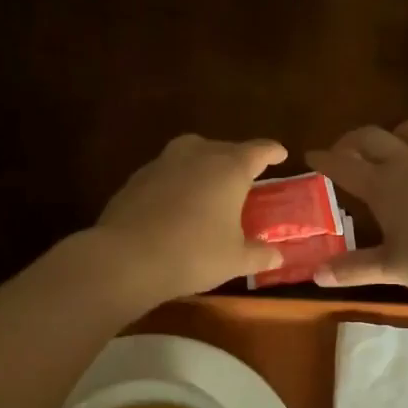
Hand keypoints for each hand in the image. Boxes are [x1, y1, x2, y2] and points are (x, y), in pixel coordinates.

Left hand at [91, 133, 288, 302]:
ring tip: (209, 185)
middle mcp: (197, 155)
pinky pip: (166, 172)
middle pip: (223, 148)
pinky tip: (176, 203)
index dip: (272, 151)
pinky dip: (177, 181)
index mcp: (229, 168)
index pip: (258, 150)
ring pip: (191, 154)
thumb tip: (277, 255)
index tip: (280, 153)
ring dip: (203, 165)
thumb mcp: (234, 260)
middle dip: (236, 159)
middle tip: (244, 177)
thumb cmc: (193, 254)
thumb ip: (259, 255)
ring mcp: (163, 163)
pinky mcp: (136, 178)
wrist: (127, 258)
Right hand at [305, 117, 407, 293]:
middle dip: (352, 140)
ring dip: (396, 133)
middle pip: (373, 136)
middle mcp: (407, 163)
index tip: (310, 156)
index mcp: (382, 184)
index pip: (344, 165)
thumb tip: (316, 275)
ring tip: (390, 150)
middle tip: (341, 153)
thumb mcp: (390, 268)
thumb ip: (353, 269)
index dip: (324, 160)